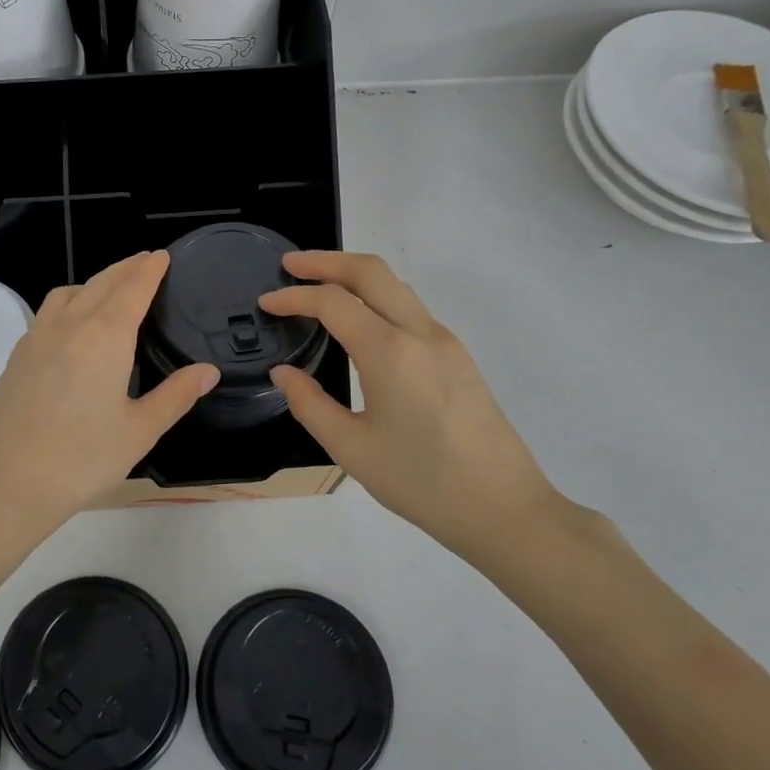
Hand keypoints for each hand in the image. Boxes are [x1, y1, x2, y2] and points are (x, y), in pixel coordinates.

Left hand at [0, 252, 218, 543]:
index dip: (149, 269)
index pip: (132, 288)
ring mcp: (36, 338)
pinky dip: (69, 302)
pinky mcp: (16, 357)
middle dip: (125, 268)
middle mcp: (68, 325)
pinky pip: (47, 313)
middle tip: (145, 263)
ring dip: (94, 282)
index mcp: (105, 337)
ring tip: (111, 291)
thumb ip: (176, 395)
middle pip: (100, 282)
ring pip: (68, 292)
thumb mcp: (140, 430)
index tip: (161, 255)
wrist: (6, 485)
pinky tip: (73, 327)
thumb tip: (207, 371)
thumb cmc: (82, 459)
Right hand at [262, 252, 571, 566]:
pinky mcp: (458, 356)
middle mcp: (420, 333)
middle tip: (290, 265)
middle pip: (371, 271)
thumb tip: (283, 373)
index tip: (265, 303)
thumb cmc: (420, 482)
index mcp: (390, 353)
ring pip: (396, 286)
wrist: (503, 508)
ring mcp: (445, 342)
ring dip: (355, 276)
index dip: (294, 297)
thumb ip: (309, 403)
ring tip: (319, 287)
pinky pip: (411, 309)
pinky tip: (360, 322)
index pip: (333, 302)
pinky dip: (378, 298)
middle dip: (326, 260)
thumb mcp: (351, 449)